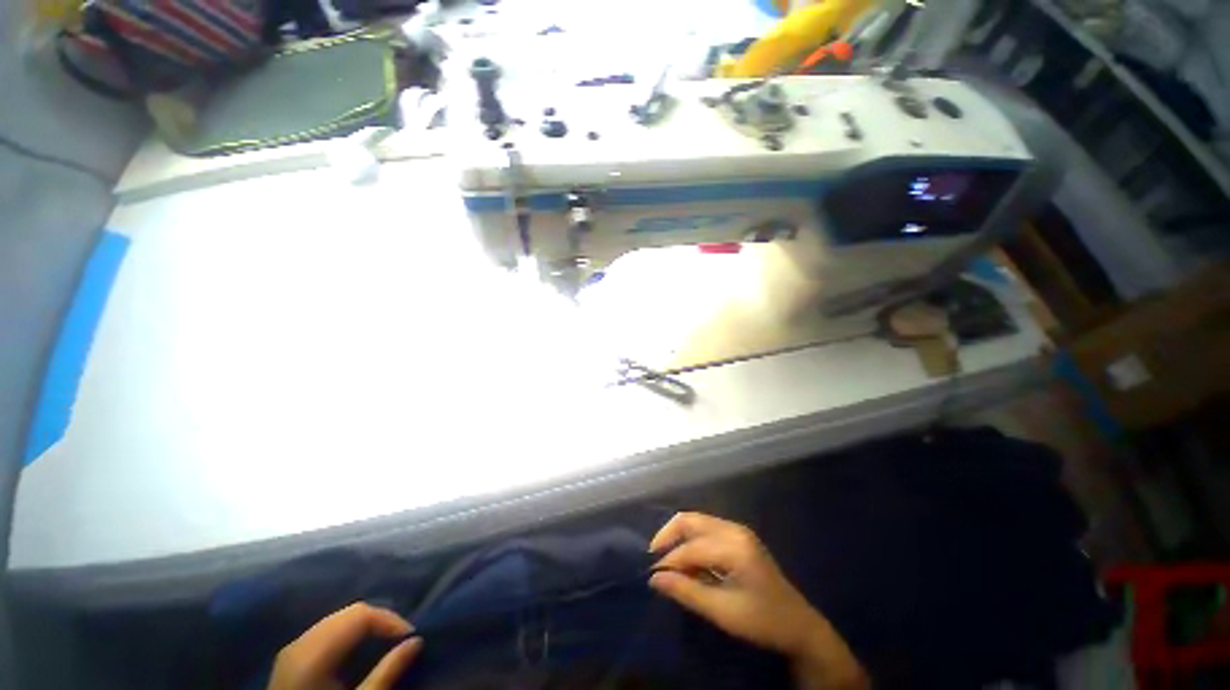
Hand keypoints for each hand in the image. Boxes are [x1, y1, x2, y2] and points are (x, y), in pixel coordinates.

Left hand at [268, 602, 422, 689]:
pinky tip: (357, 648)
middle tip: (401, 638)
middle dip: (380, 619)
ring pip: (338, 618)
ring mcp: (292, 647)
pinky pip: (326, 629)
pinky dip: (348, 631)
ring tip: (384, 641)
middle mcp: (300, 641)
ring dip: (365, 624)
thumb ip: (386, 672)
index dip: (390, 619)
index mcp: (314, 653)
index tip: (411, 636)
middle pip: (349, 612)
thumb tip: (417, 641)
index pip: (360, 614)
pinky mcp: (290, 655)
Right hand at [649, 513, 867, 689]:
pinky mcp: (738, 537)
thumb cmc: (762, 621)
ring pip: (697, 522)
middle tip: (653, 557)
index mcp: (734, 546)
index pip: (691, 548)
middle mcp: (734, 529)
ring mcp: (737, 531)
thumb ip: (687, 591)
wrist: (799, 625)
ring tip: (667, 561)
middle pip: (690, 520)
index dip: (668, 561)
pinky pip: (706, 530)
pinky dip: (692, 541)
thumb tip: (654, 579)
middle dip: (668, 535)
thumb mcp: (722, 611)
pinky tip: (688, 561)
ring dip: (679, 538)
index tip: (651, 576)